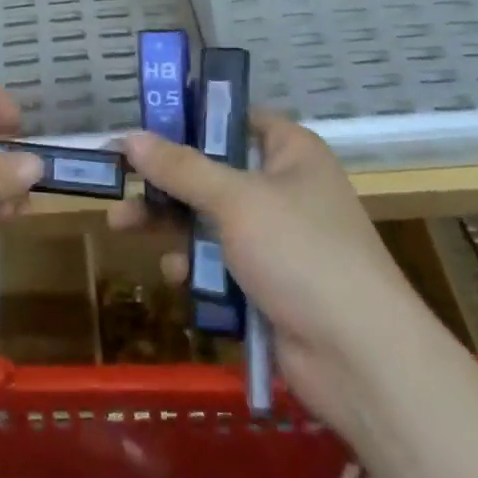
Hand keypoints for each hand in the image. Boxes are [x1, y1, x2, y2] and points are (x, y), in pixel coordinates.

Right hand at [115, 111, 434, 430]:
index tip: (145, 126)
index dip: (191, 118)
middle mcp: (284, 188)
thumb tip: (129, 136)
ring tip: (122, 226)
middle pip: (211, 170)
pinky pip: (219, 260)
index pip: (235, 118)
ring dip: (169, 223)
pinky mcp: (267, 281)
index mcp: (291, 153)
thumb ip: (180, 168)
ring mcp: (277, 238)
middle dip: (164, 179)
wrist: (359, 359)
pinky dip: (195, 263)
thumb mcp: (235, 200)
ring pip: (209, 217)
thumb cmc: (301, 254)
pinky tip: (175, 273)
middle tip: (118, 180)